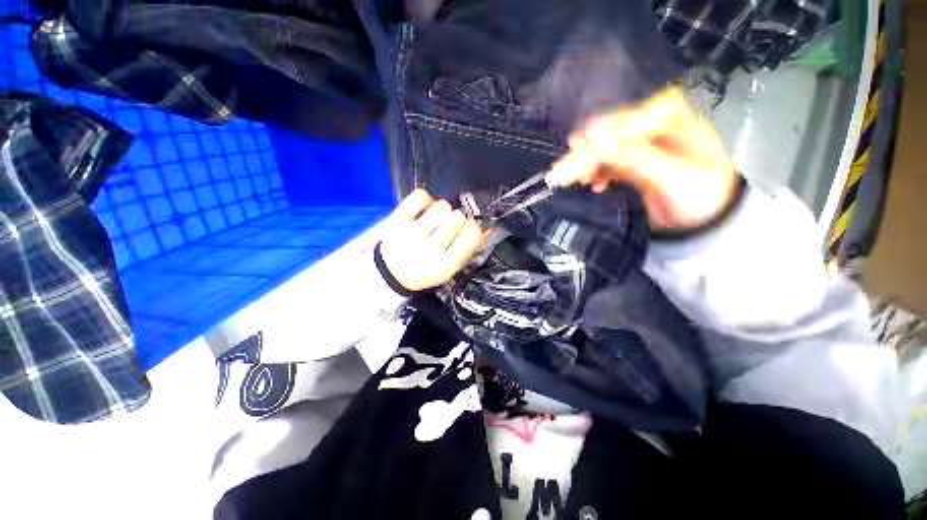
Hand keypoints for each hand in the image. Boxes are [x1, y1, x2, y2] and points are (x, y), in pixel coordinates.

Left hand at [379, 189, 485, 291]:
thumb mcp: (450, 267)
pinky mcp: (397, 221)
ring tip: (435, 220)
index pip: (472, 232)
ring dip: (442, 210)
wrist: (392, 274)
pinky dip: (425, 199)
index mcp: (446, 264)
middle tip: (447, 227)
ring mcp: (411, 234)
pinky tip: (424, 210)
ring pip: (441, 205)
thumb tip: (488, 227)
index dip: (472, 226)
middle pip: (457, 217)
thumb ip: (469, 248)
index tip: (466, 228)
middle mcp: (430, 249)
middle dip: (456, 220)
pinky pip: (420, 196)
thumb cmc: (426, 270)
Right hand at [545, 87, 737, 230]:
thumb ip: (634, 157)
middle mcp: (652, 125)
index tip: (575, 151)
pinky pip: (606, 164)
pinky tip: (594, 185)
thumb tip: (593, 135)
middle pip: (609, 134)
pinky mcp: (631, 162)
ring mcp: (640, 145)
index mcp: (670, 117)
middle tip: (564, 173)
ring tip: (580, 182)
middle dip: (587, 155)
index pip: (624, 121)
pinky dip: (596, 174)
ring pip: (604, 150)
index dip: (597, 136)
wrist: (706, 222)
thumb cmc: (701, 196)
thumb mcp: (671, 177)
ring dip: (589, 166)